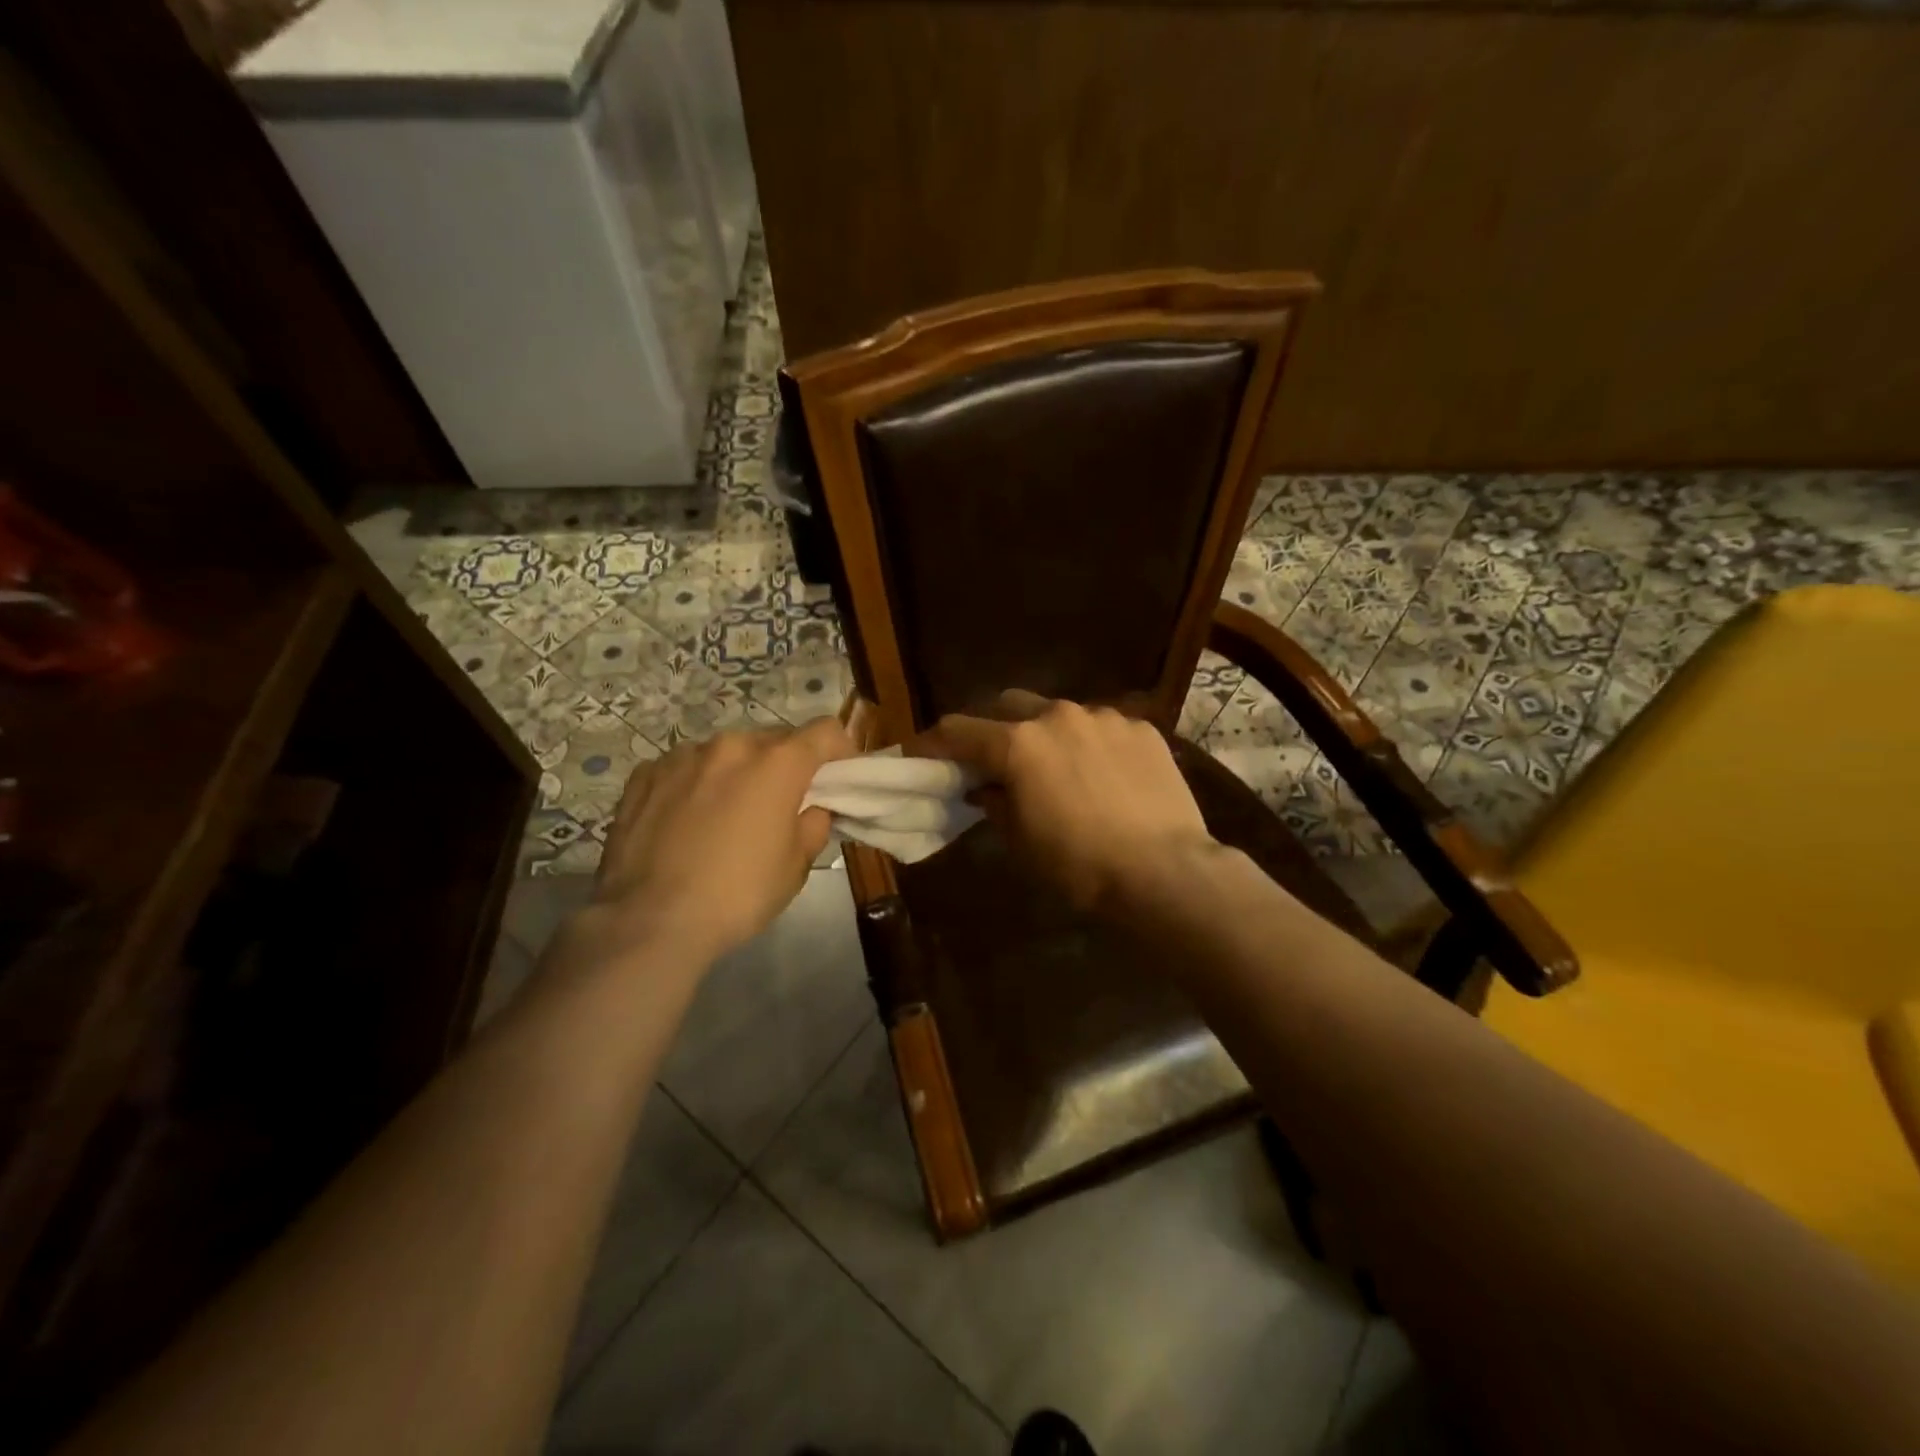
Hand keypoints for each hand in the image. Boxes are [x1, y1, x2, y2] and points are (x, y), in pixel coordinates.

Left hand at [588, 718, 856, 964]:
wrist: (649, 921)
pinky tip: (685, 822)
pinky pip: (685, 768)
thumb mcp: (797, 866)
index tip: (837, 779)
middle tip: (780, 805)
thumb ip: (813, 824)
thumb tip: (810, 808)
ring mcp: (682, 756)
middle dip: (785, 766)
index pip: (825, 731)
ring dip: (737, 773)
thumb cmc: (738, 894)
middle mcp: (731, 746)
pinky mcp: (644, 775)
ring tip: (725, 816)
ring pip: (726, 754)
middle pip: (774, 741)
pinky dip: (695, 784)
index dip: (839, 751)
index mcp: (777, 763)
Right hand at [914, 693, 1218, 911]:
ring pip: (1059, 714)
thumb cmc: (1080, 865)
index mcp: (1019, 744)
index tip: (920, 754)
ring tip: (1057, 768)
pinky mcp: (1141, 728)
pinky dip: (1089, 744)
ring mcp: (1104, 717)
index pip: (959, 730)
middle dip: (992, 727)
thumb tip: (983, 787)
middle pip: (1007, 705)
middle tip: (991, 757)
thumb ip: (995, 803)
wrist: (1164, 870)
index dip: (933, 742)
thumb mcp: (1022, 841)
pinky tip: (1103, 775)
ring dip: (1046, 735)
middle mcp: (1058, 716)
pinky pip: (1102, 727)